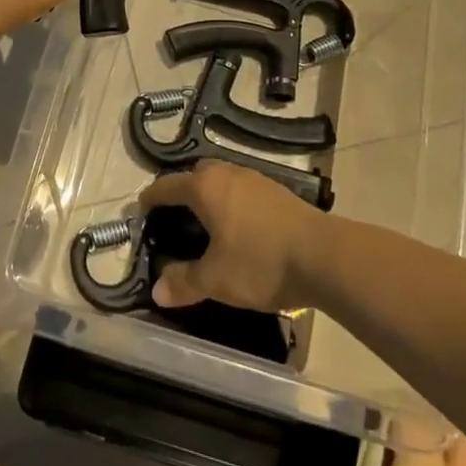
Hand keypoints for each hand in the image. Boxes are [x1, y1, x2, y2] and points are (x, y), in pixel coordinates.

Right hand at [139, 160, 326, 311]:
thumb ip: (185, 282)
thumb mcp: (217, 279)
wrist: (324, 256)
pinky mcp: (277, 191)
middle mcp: (228, 174)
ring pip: (222, 179)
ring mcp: (255, 179)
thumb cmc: (261, 263)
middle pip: (196, 174)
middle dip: (182, 191)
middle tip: (174, 217)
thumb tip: (157, 290)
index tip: (141, 211)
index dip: (151, 199)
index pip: (167, 186)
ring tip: (205, 223)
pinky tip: (238, 227)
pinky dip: (231, 201)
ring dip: (210, 195)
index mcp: (206, 187)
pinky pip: (242, 189)